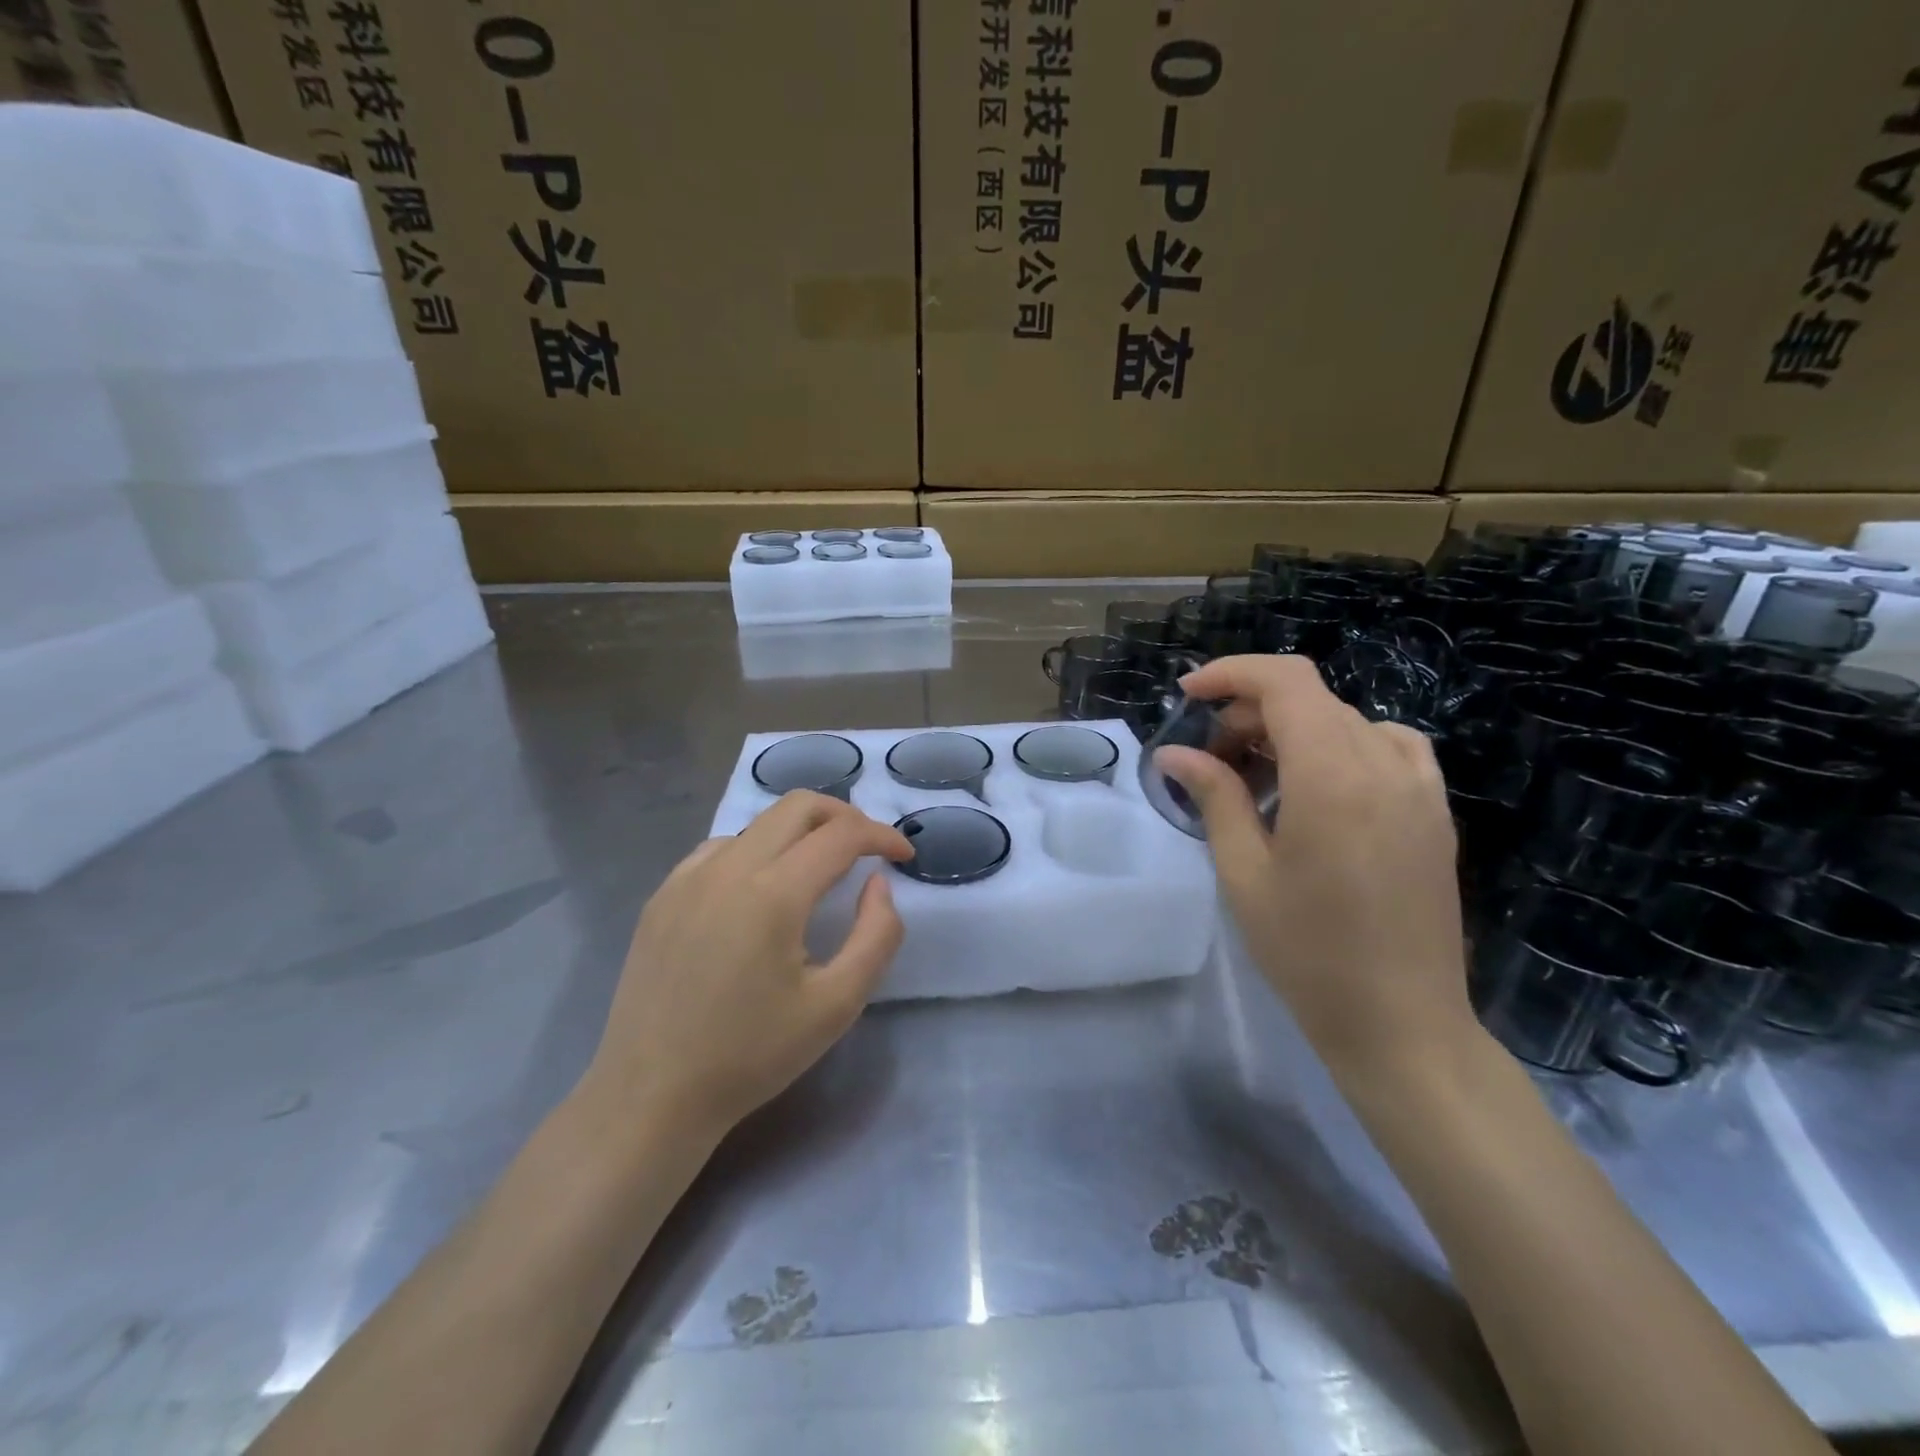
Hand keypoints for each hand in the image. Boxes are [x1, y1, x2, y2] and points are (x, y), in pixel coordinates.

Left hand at [580, 792, 912, 1139]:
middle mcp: (727, 868)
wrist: (651, 1095)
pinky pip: (720, 849)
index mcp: (773, 893)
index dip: (882, 836)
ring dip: (799, 833)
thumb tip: (878, 883)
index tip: (904, 857)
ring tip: (818, 872)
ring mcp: (687, 877)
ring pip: (758, 824)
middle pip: (797, 806)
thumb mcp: (837, 1005)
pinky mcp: (663, 895)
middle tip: (868, 849)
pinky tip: (760, 892)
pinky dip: (757, 851)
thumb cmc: (751, 1055)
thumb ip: (876, 936)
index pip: (841, 834)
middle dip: (844, 816)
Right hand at [1156, 655, 1474, 1077]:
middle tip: (1210, 759)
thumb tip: (1175, 753)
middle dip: (1250, 712)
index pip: (1284, 682)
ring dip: (1291, 729)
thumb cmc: (1308, 952)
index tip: (1188, 694)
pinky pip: (1388, 746)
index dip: (1231, 673)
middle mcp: (1383, 765)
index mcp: (1332, 776)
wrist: (1401, 1023)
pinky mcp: (1434, 811)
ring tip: (1257, 776)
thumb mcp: (1244, 872)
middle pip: (1310, 698)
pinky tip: (1321, 783)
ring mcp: (1419, 786)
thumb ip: (1214, 797)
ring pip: (1345, 720)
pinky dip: (1342, 744)